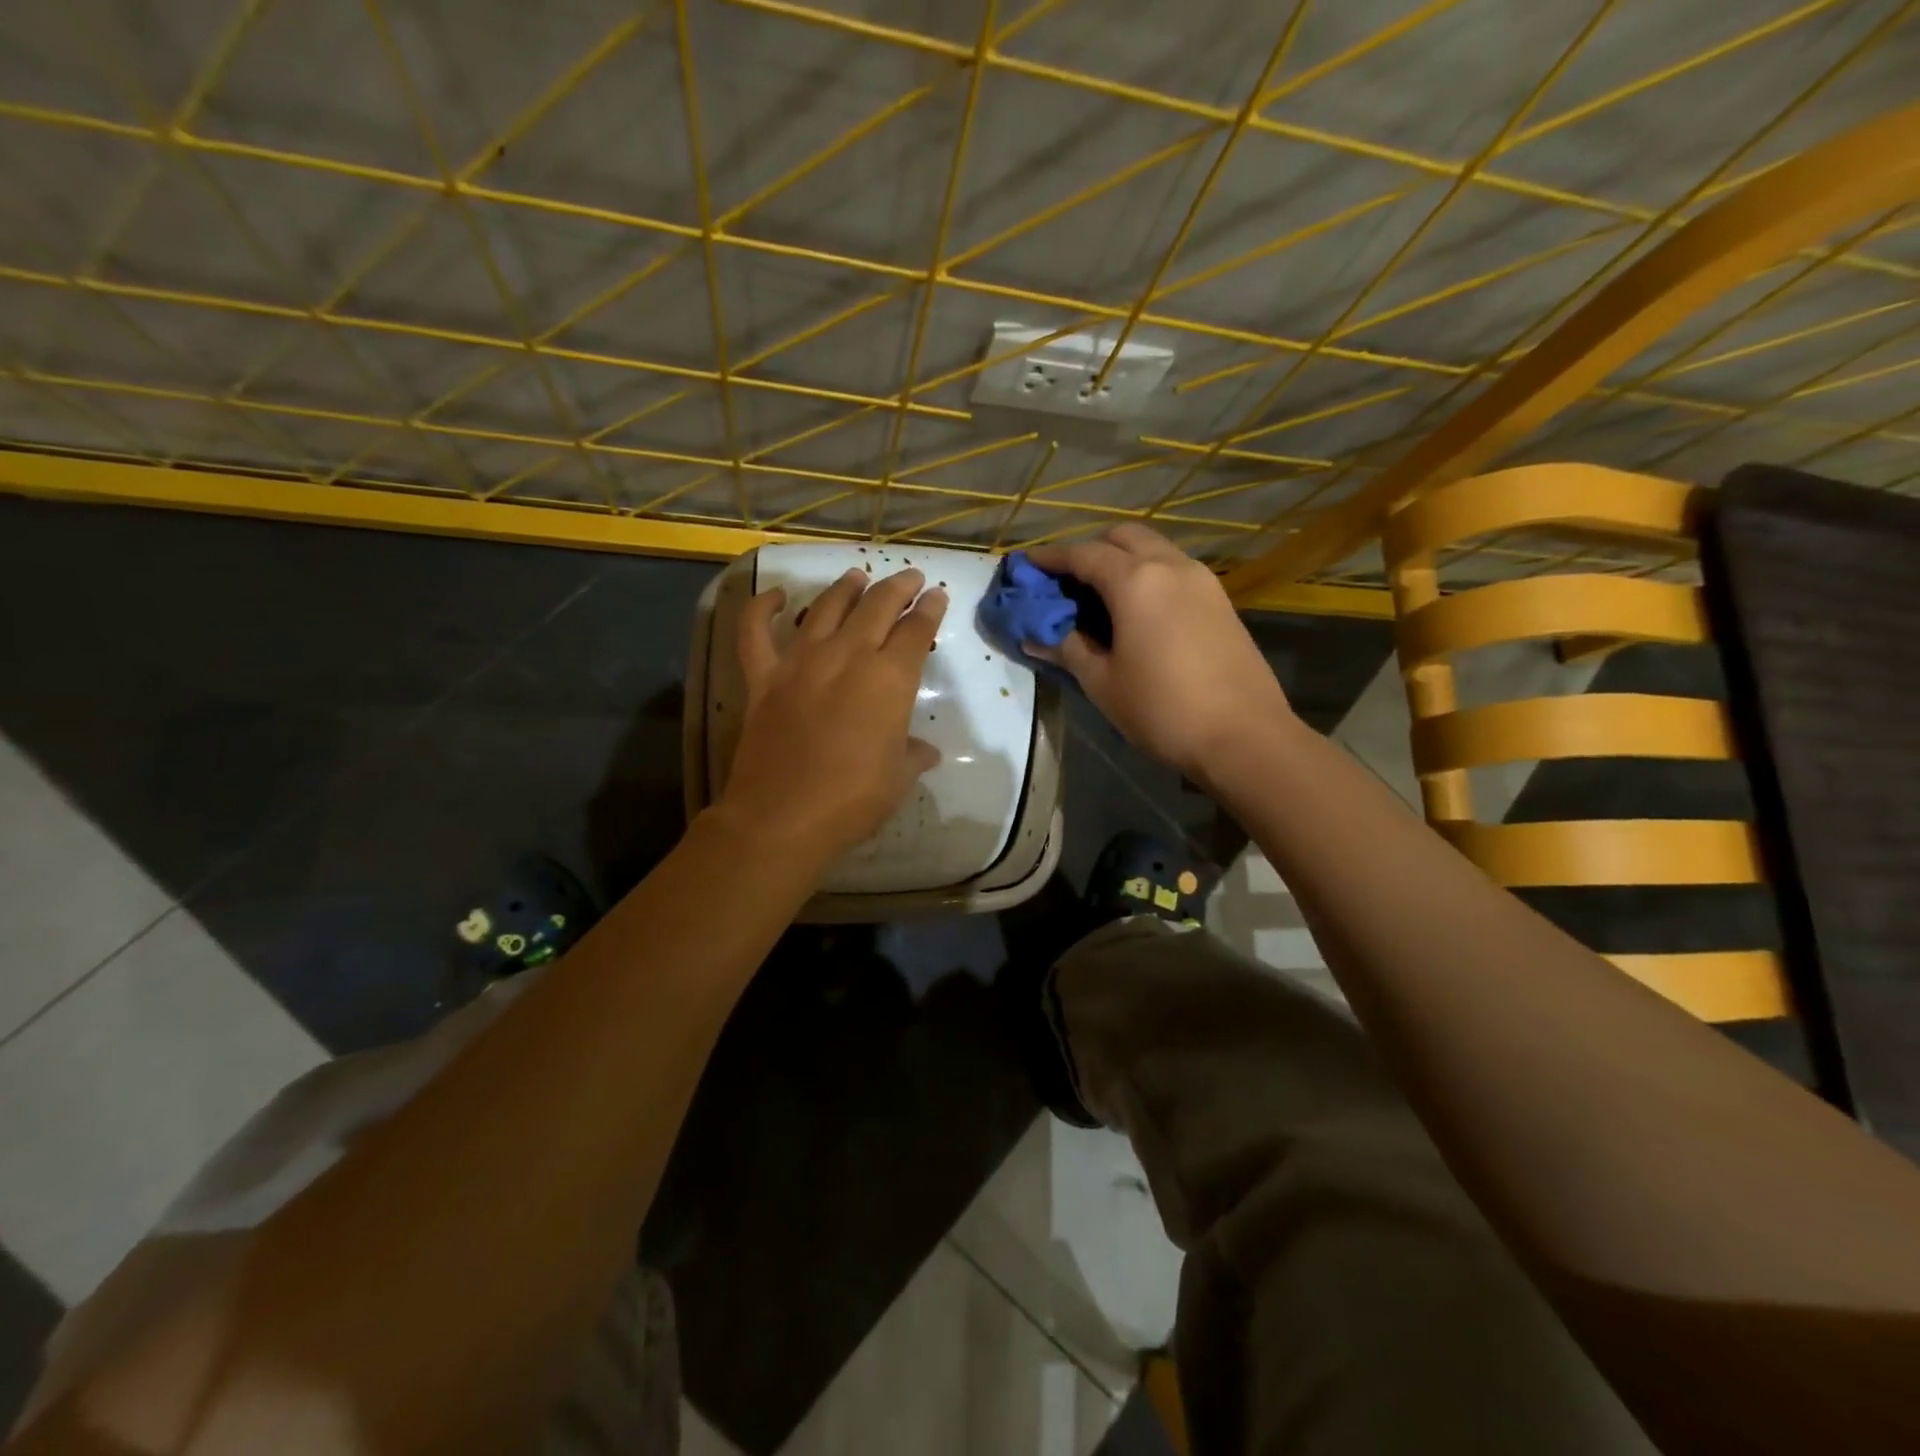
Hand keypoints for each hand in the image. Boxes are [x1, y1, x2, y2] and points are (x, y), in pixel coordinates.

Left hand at [716, 566, 946, 864]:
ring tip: (857, 575)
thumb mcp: (897, 779)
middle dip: (898, 587)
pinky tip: (778, 597)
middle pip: (877, 606)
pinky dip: (763, 608)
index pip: (916, 630)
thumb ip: (913, 756)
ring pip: (827, 607)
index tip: (937, 596)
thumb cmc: (852, 801)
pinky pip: (756, 632)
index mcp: (890, 679)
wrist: (783, 817)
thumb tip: (925, 751)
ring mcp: (801, 662)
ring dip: (846, 587)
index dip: (930, 609)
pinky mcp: (763, 677)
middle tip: (910, 578)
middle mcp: (848, 656)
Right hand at [1027, 525, 1292, 779]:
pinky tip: (1138, 611)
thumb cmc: (1162, 710)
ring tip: (1100, 595)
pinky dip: (1149, 574)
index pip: (1083, 554)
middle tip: (1067, 582)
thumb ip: (1068, 649)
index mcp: (1136, 581)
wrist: (1244, 737)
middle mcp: (1171, 566)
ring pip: (1155, 549)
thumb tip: (1036, 636)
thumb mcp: (1103, 683)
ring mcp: (1202, 580)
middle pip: (1123, 537)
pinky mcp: (1221, 600)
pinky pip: (1175, 569)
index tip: (1027, 565)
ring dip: (1123, 559)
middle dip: (1090, 549)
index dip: (1051, 557)